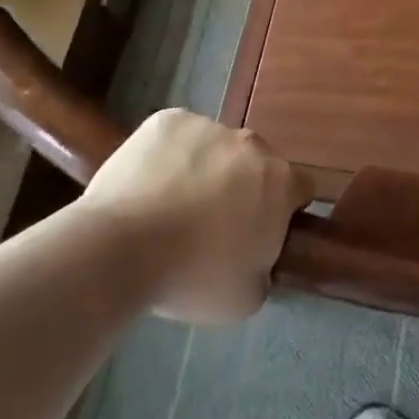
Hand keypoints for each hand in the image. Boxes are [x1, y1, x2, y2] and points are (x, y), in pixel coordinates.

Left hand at [81, 109, 309, 323]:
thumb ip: (265, 270)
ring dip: (205, 170)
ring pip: (215, 148)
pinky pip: (177, 137)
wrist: (118, 249)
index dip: (283, 212)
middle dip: (242, 188)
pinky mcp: (167, 120)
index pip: (300, 189)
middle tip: (212, 226)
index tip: (259, 234)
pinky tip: (147, 186)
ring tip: (169, 208)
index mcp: (281, 181)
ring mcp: (208, 126)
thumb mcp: (246, 298)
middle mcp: (253, 144)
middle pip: (256, 164)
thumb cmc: (191, 276)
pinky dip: (169, 156)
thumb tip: (258, 261)